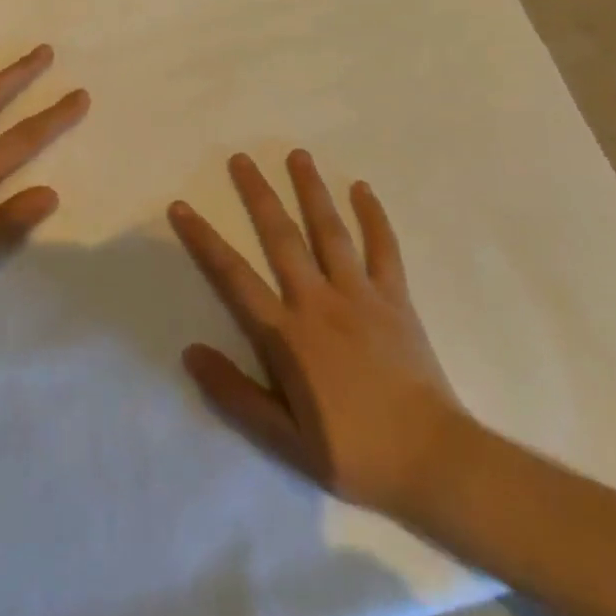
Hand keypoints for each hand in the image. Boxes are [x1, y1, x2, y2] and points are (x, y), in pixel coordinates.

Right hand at [168, 151, 467, 518]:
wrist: (432, 460)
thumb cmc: (352, 452)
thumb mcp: (282, 438)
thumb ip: (234, 393)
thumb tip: (190, 351)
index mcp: (287, 335)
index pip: (234, 276)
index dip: (204, 240)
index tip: (182, 207)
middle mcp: (319, 302)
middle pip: (281, 237)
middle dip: (258, 195)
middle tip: (241, 158)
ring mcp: (361, 295)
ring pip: (330, 231)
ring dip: (312, 190)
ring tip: (297, 155)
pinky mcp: (396, 299)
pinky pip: (384, 249)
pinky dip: (374, 217)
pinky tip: (363, 189)